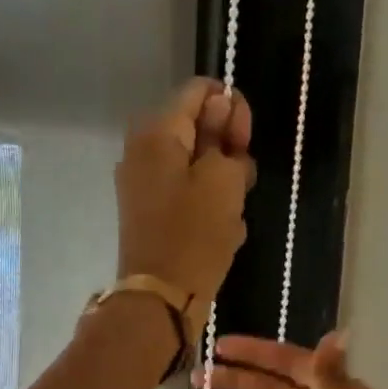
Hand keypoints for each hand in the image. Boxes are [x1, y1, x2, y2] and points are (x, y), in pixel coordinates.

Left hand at [116, 79, 254, 330]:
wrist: (161, 297)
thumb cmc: (194, 233)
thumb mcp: (224, 178)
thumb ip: (225, 138)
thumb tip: (220, 109)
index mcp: (156, 131)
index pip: (200, 91)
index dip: (231, 108)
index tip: (245, 141)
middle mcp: (143, 149)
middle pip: (197, 127)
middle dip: (227, 149)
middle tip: (241, 181)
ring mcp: (144, 182)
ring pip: (197, 164)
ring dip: (222, 182)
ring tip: (231, 212)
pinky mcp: (151, 211)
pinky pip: (188, 193)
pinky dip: (208, 205)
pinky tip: (222, 230)